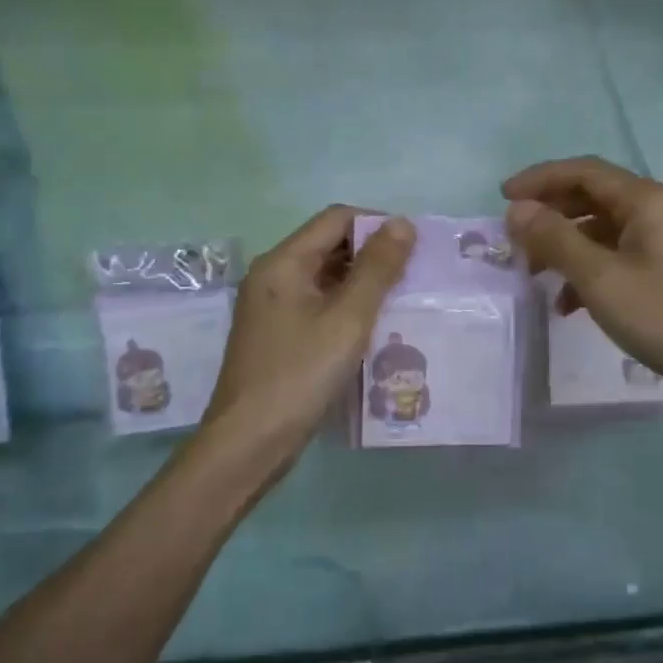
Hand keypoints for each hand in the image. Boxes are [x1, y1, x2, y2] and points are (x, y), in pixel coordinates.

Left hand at [201, 206, 413, 470]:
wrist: (248, 443)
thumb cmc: (300, 375)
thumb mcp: (347, 319)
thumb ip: (376, 269)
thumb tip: (401, 223)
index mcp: (283, 262)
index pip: (336, 218)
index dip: (377, 224)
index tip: (415, 248)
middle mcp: (273, 276)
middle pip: (329, 245)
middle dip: (373, 255)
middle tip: (414, 277)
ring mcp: (272, 308)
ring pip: (325, 278)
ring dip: (362, 284)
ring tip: (402, 302)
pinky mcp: (278, 335)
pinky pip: (318, 305)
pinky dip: (347, 308)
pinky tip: (374, 329)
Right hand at [503, 156, 662, 414]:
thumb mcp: (601, 279)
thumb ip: (556, 239)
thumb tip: (518, 209)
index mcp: (647, 200)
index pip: (583, 171)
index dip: (539, 179)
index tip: (502, 197)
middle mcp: (660, 209)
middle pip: (593, 197)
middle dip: (551, 215)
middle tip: (516, 240)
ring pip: (605, 230)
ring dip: (567, 247)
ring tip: (536, 276)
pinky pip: (621, 255)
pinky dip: (591, 270)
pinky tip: (570, 304)